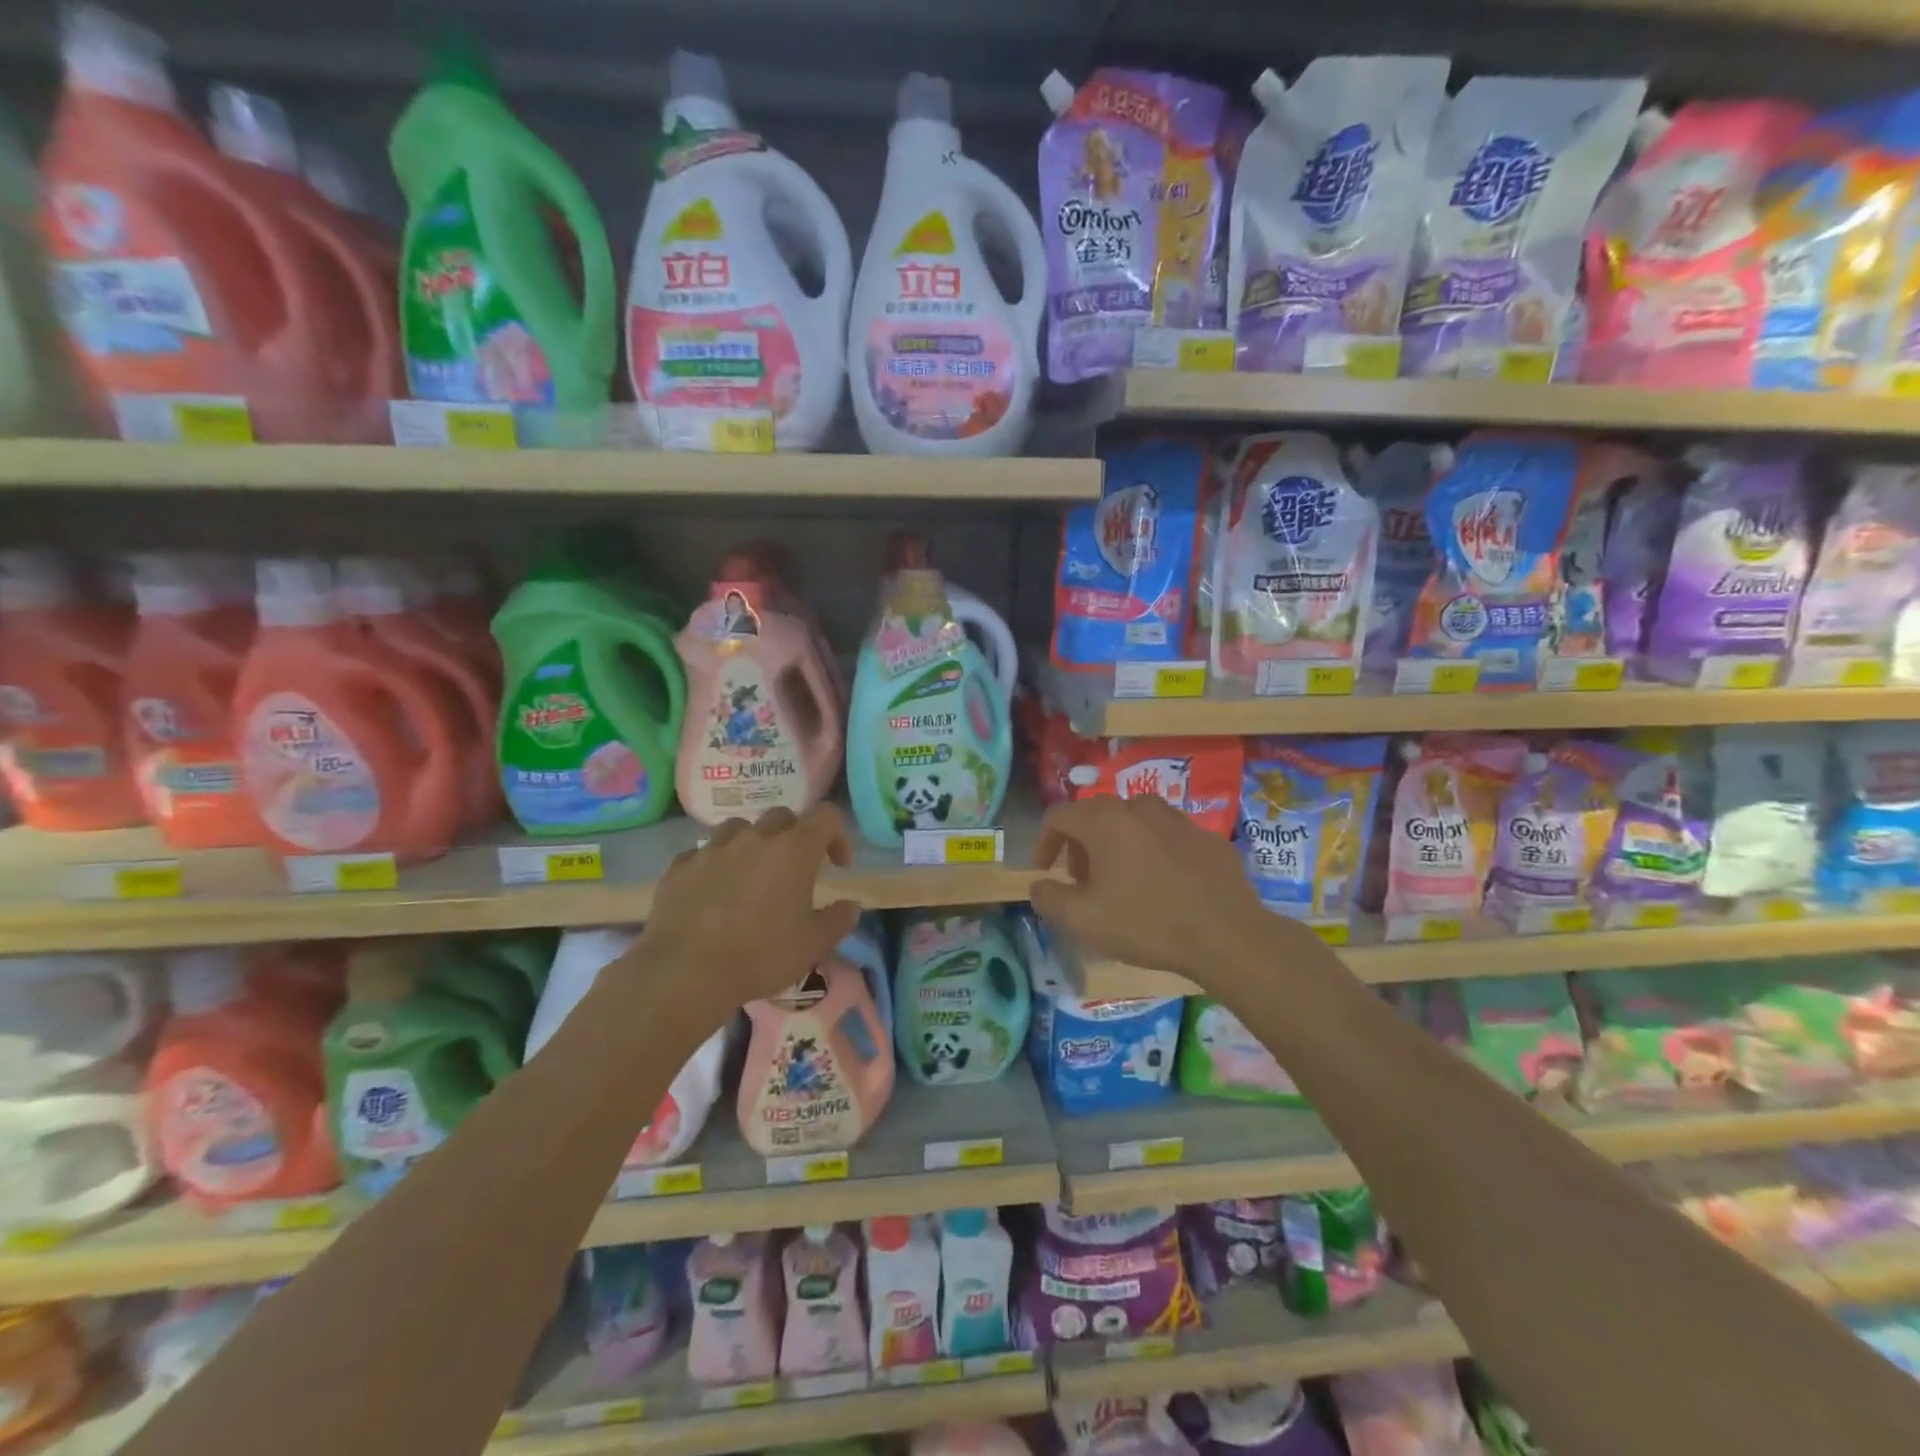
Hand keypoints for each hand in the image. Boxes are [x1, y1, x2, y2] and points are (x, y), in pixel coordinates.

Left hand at [639, 805, 862, 1011]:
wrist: (685, 972)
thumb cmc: (760, 955)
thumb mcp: (813, 944)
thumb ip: (839, 919)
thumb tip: (851, 905)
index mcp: (794, 850)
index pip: (826, 816)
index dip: (837, 834)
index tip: (838, 864)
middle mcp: (754, 838)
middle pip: (782, 817)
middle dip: (795, 837)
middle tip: (795, 870)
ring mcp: (713, 848)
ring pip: (740, 829)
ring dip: (753, 845)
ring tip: (751, 876)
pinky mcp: (680, 866)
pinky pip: (704, 853)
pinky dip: (716, 865)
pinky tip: (714, 893)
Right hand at [1030, 794, 1269, 978]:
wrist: (1229, 936)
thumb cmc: (1147, 924)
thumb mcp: (1084, 920)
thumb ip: (1049, 898)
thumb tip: (1038, 885)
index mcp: (1105, 821)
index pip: (1058, 815)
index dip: (1043, 842)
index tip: (1044, 872)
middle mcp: (1140, 808)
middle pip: (1096, 815)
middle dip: (1080, 846)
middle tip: (1081, 881)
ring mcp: (1178, 819)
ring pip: (1134, 822)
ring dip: (1117, 845)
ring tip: (1121, 882)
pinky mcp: (1208, 838)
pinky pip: (1168, 837)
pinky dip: (1154, 853)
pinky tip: (1163, 887)